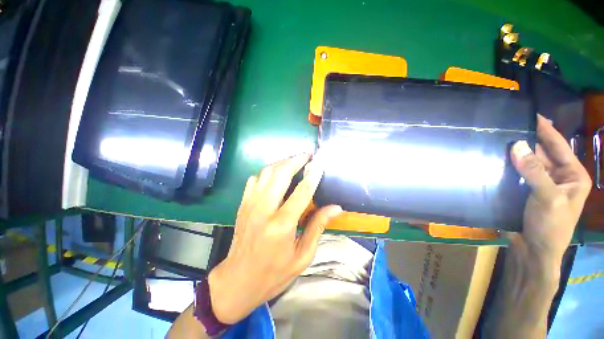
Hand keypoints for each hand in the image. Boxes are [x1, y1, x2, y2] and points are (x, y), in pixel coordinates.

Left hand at [207, 153, 342, 323]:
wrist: (238, 279)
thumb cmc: (274, 272)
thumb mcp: (302, 255)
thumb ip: (318, 226)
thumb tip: (335, 208)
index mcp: (282, 225)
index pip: (302, 192)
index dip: (313, 175)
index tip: (320, 164)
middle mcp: (264, 209)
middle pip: (281, 174)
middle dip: (296, 160)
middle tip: (307, 155)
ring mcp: (250, 204)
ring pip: (266, 172)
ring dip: (282, 162)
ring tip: (294, 161)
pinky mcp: (243, 204)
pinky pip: (255, 179)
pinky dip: (267, 172)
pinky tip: (276, 173)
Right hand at [509, 115, 591, 270]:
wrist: (533, 251)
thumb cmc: (551, 227)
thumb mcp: (548, 198)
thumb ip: (534, 171)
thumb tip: (516, 145)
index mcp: (573, 175)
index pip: (559, 146)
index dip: (546, 129)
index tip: (531, 114)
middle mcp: (558, 176)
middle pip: (542, 153)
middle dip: (527, 141)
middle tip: (508, 126)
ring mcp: (541, 184)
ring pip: (528, 163)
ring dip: (515, 154)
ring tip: (498, 140)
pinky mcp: (525, 190)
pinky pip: (517, 173)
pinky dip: (508, 167)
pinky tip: (495, 160)